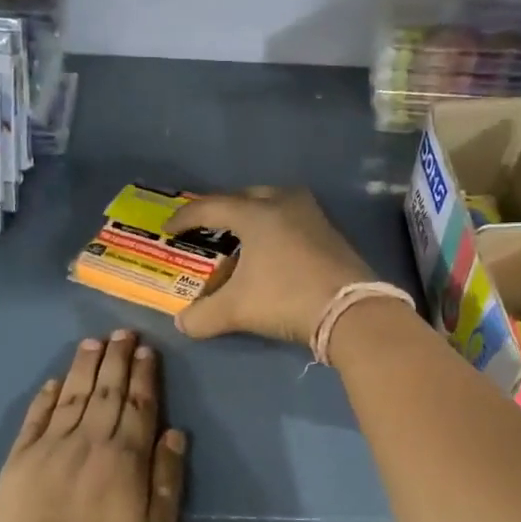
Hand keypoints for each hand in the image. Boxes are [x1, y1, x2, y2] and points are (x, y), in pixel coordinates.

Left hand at [0, 331, 185, 521]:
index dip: (144, 375)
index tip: (147, 350)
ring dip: (84, 367)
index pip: (139, 405)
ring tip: (94, 342)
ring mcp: (49, 448)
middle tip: (123, 332)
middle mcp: (87, 442)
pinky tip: (54, 381)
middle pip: (106, 391)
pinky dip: (46, 396)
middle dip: (117, 359)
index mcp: (124, 459)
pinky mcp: (19, 461)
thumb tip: (173, 434)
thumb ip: (166, 480)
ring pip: (71, 396)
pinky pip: (35, 418)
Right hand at [164, 187, 374, 344]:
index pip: (210, 207)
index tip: (169, 229)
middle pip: (244, 197)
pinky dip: (275, 229)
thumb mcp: (237, 310)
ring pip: (273, 204)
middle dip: (222, 210)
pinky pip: (292, 220)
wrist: (351, 311)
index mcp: (255, 213)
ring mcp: (312, 215)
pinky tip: (272, 251)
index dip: (185, 218)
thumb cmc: (286, 298)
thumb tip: (182, 324)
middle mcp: (283, 204)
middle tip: (207, 227)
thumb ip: (203, 316)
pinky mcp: (330, 233)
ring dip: (252, 216)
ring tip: (240, 237)